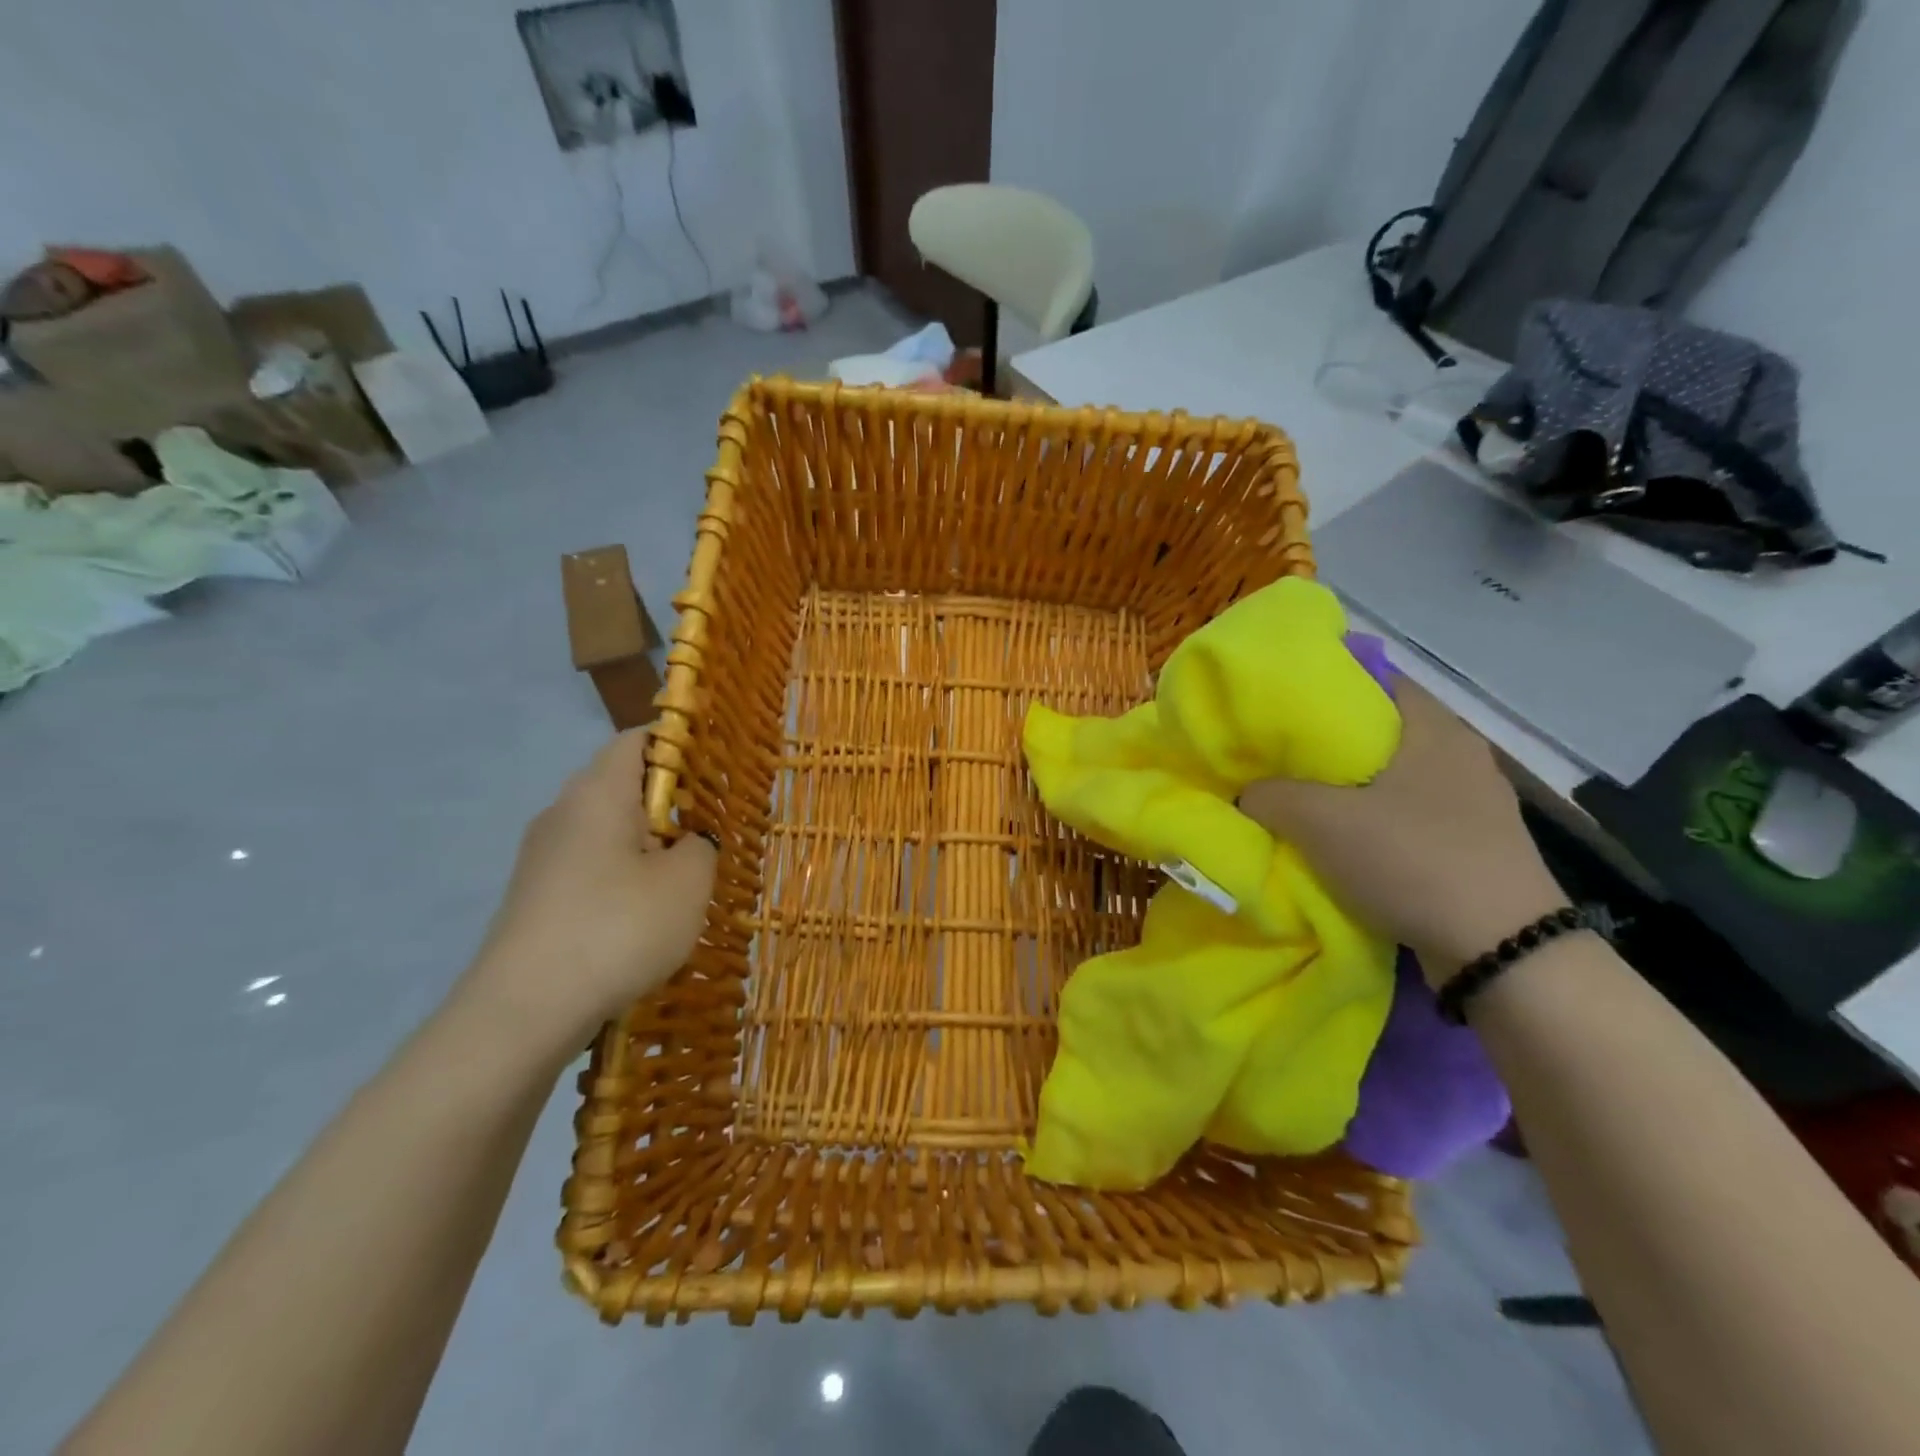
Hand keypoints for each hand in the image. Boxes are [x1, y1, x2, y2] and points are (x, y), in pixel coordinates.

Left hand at [458, 729, 717, 1052]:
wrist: (523, 1013)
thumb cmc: (618, 928)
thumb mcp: (688, 882)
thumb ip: (701, 844)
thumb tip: (689, 841)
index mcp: (598, 793)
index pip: (639, 739)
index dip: (682, 744)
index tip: (719, 771)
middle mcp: (563, 812)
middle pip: (623, 783)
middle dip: (671, 801)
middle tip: (712, 829)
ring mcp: (543, 857)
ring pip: (607, 829)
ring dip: (649, 843)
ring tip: (686, 876)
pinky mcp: (536, 896)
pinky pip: (590, 865)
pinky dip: (624, 874)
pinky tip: (645, 914)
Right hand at [1239, 680, 1569, 986]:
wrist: (1502, 952)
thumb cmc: (1412, 860)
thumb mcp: (1321, 822)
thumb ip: (1270, 796)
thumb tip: (1247, 793)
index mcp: (1435, 729)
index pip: (1376, 680)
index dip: (1326, 686)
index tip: (1282, 705)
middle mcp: (1461, 755)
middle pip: (1382, 732)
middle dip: (1329, 744)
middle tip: (1279, 755)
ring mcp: (1475, 803)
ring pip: (1395, 778)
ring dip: (1352, 788)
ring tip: (1303, 799)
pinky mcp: (1477, 845)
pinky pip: (1411, 816)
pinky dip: (1376, 821)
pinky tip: (1345, 841)